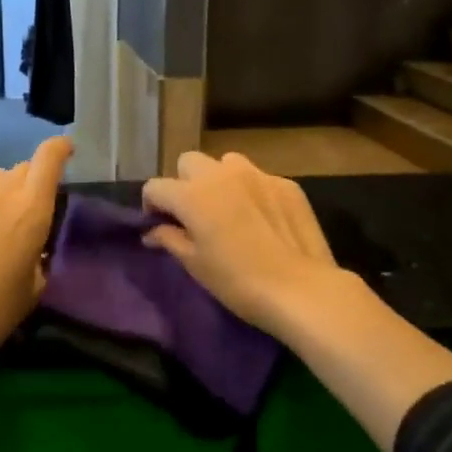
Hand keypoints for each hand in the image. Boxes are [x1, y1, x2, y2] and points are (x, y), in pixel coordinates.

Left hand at [0, 136, 72, 374]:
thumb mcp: (33, 289)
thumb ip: (40, 259)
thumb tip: (35, 251)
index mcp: (30, 209)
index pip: (48, 158)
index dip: (60, 148)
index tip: (68, 152)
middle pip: (22, 168)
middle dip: (36, 179)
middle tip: (41, 207)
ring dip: (9, 192)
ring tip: (10, 225)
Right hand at [141, 152, 358, 341]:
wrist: (300, 289)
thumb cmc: (237, 281)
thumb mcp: (194, 264)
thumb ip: (169, 239)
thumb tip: (152, 231)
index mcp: (191, 194)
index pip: (155, 187)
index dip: (152, 206)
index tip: (159, 226)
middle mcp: (221, 174)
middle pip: (188, 162)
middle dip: (184, 182)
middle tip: (194, 213)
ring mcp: (257, 174)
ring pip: (226, 163)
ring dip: (219, 179)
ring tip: (229, 208)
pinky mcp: (286, 184)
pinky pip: (259, 177)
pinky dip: (252, 191)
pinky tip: (262, 218)